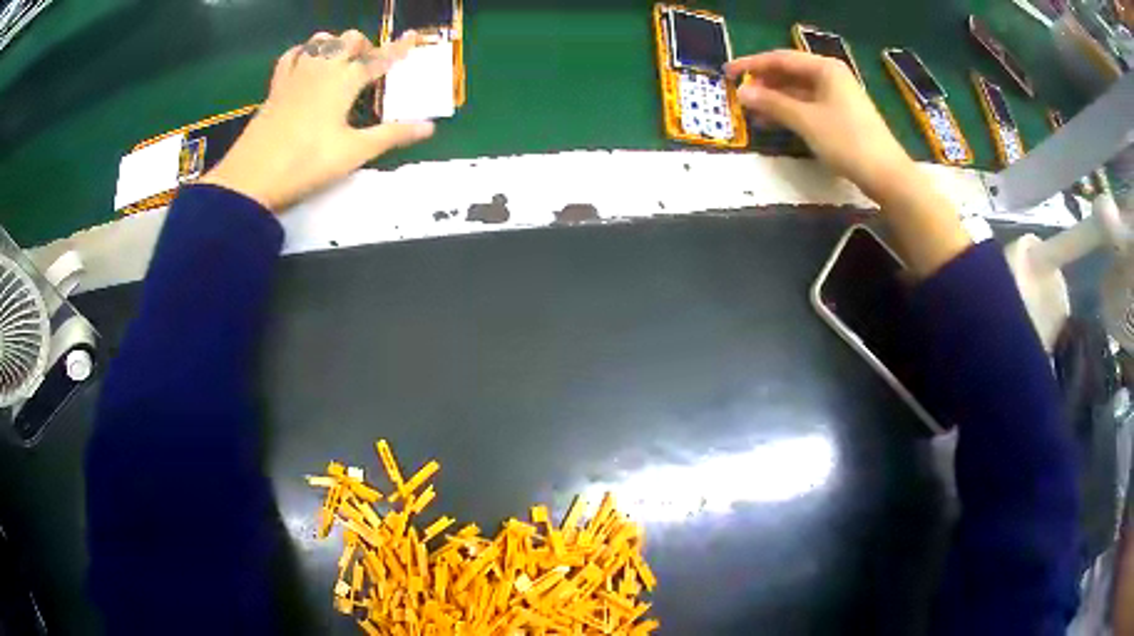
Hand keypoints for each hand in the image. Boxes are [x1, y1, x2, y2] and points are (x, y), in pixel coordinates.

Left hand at [199, 30, 435, 211]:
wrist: (251, 178)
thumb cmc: (305, 164)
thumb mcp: (353, 153)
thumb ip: (391, 135)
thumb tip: (429, 127)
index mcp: (344, 82)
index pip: (378, 59)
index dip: (398, 48)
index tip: (413, 35)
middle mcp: (321, 70)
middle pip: (348, 41)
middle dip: (364, 45)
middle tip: (368, 66)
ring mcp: (295, 75)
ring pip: (320, 41)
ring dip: (335, 44)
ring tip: (339, 62)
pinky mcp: (275, 87)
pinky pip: (291, 56)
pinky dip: (303, 52)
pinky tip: (306, 62)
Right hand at [725, 50, 912, 202]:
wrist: (886, 174)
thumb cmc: (847, 141)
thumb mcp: (806, 120)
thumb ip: (772, 104)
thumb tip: (742, 93)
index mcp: (825, 68)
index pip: (780, 59)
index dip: (752, 65)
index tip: (727, 73)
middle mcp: (831, 76)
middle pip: (790, 73)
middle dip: (764, 83)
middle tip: (739, 95)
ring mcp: (838, 96)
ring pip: (798, 91)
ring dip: (775, 99)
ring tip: (752, 111)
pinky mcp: (842, 115)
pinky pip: (809, 105)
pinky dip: (790, 111)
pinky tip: (775, 122)